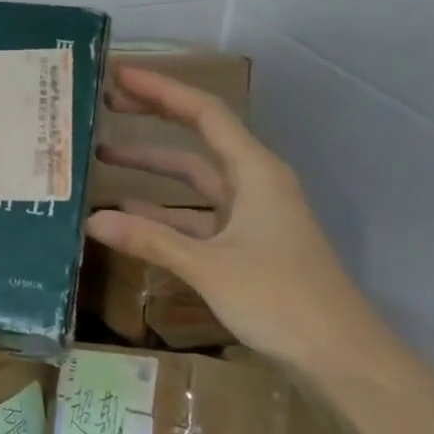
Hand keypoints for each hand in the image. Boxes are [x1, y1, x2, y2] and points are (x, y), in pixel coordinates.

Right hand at [87, 66, 384, 378]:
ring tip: (102, 155)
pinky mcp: (245, 243)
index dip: (161, 90)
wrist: (342, 357)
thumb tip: (92, 220)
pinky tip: (127, 213)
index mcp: (255, 172)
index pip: (204, 113)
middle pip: (197, 138)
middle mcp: (253, 183)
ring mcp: (250, 214)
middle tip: (105, 104)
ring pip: (193, 179)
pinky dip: (163, 210)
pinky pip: (195, 214)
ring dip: (152, 168)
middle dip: (152, 118)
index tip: (118, 75)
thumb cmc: (282, 300)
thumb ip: (150, 240)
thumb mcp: (210, 266)